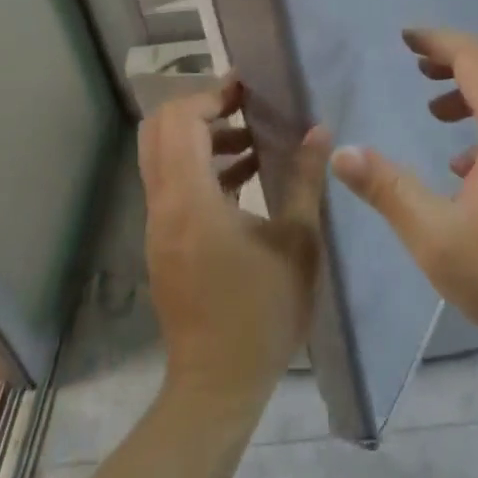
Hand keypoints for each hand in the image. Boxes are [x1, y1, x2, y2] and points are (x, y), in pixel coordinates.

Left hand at [140, 82, 330, 413]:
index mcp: (190, 201)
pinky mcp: (164, 243)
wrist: (217, 387)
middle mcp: (164, 206)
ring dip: (203, 138)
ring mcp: (158, 227)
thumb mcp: (298, 242)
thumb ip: (306, 179)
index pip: (180, 122)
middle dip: (200, 109)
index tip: (247, 90)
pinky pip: (172, 185)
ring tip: (254, 141)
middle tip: (245, 107)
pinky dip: (201, 167)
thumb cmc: (262, 313)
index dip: (211, 96)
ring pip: (163, 157)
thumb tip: (319, 130)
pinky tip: (246, 178)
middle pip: (159, 131)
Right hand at [329, 27, 477, 357]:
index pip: (474, 57)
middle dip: (455, 56)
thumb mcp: (436, 238)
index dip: (438, 41)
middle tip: (417, 65)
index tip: (405, 39)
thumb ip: (388, 190)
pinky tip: (467, 163)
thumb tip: (342, 153)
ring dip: (474, 85)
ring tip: (436, 110)